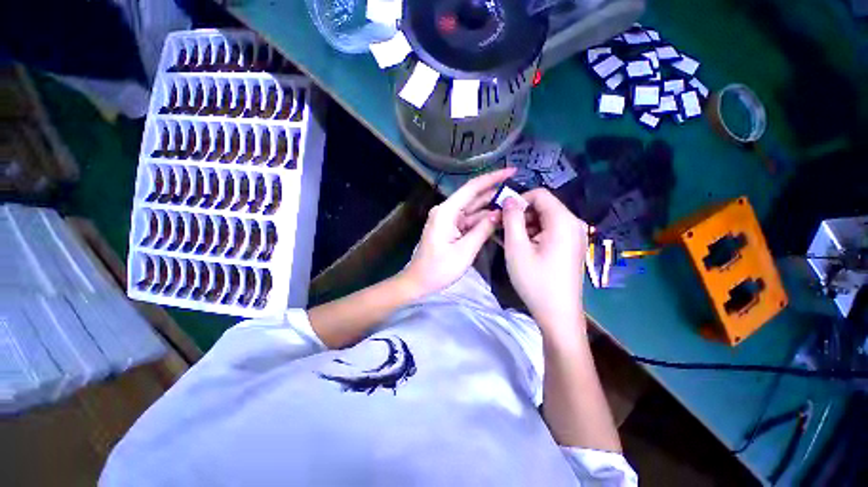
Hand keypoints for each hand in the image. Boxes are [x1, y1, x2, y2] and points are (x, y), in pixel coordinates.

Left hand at [400, 168, 516, 296]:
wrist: (419, 282)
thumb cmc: (438, 269)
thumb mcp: (464, 251)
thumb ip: (482, 230)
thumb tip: (499, 213)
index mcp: (447, 212)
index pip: (472, 188)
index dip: (492, 178)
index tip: (512, 171)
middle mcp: (447, 211)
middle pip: (474, 197)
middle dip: (495, 192)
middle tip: (519, 190)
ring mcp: (448, 220)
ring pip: (473, 209)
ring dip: (491, 207)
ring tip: (514, 203)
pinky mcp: (451, 228)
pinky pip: (470, 220)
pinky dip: (483, 220)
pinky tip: (499, 218)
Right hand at [501, 188, 587, 329]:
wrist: (558, 314)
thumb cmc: (535, 280)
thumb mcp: (516, 247)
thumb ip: (512, 218)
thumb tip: (509, 198)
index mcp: (563, 220)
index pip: (539, 194)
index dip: (518, 200)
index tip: (502, 215)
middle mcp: (574, 224)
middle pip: (543, 207)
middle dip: (521, 214)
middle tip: (503, 229)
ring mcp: (575, 236)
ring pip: (546, 220)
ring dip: (526, 226)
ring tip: (511, 242)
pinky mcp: (572, 247)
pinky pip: (551, 232)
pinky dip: (535, 235)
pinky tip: (523, 249)